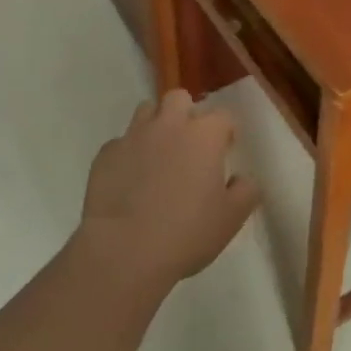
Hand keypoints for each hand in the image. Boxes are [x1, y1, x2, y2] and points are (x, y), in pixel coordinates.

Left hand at [80, 90, 260, 284]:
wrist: (124, 251)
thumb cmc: (187, 232)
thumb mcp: (232, 218)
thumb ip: (246, 191)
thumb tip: (242, 179)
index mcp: (204, 135)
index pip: (223, 116)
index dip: (226, 132)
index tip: (225, 151)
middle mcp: (169, 125)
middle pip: (179, 98)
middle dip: (186, 113)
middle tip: (189, 145)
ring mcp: (133, 137)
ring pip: (146, 111)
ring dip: (155, 126)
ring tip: (158, 156)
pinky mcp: (105, 155)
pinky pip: (120, 143)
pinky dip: (128, 154)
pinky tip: (129, 180)